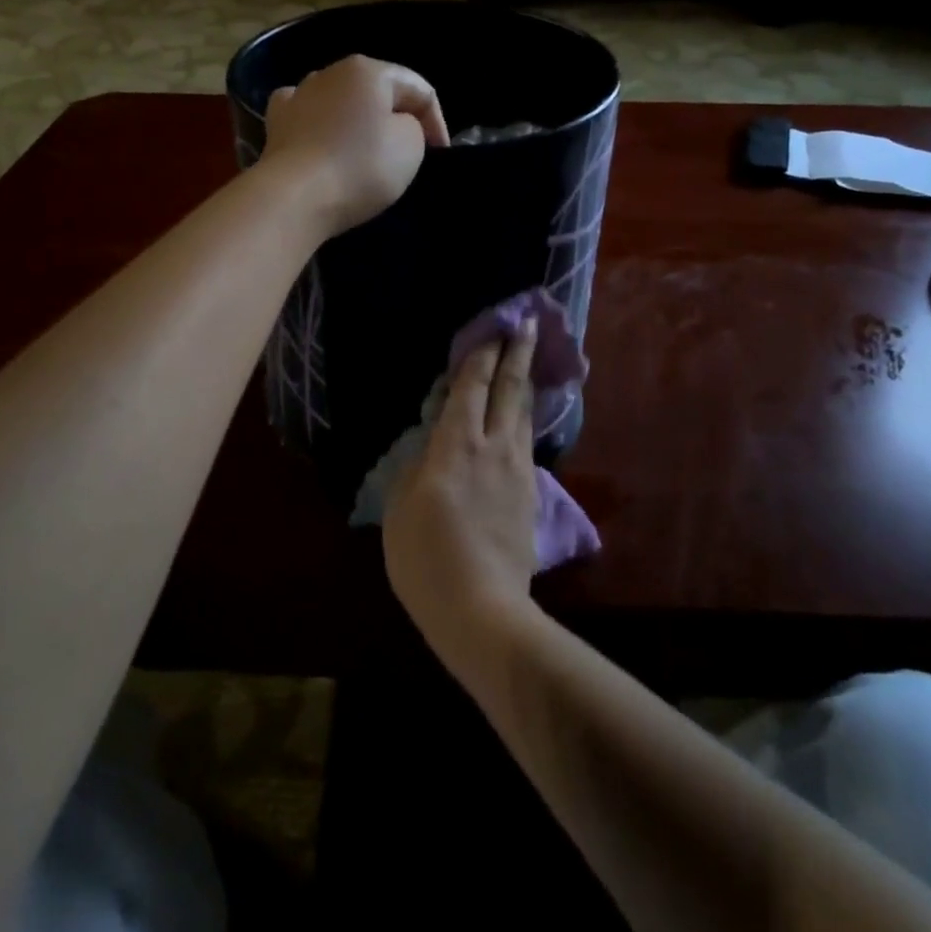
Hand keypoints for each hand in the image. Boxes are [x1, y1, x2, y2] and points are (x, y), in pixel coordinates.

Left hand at [260, 55, 448, 235]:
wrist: (293, 198)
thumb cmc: (360, 167)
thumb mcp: (411, 145)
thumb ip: (414, 127)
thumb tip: (395, 126)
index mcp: (368, 70)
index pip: (419, 89)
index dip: (437, 122)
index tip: (440, 155)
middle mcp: (329, 72)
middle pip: (377, 92)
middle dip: (396, 118)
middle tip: (410, 153)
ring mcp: (297, 96)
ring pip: (340, 103)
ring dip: (358, 122)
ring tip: (367, 152)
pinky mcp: (276, 125)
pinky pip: (309, 119)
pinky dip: (321, 128)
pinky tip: (324, 142)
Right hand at [384, 320, 538, 670]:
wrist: (481, 609)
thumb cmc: (426, 558)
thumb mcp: (400, 509)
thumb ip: (415, 468)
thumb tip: (430, 449)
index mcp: (457, 444)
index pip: (472, 386)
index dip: (483, 353)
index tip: (496, 325)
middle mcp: (494, 446)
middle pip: (510, 389)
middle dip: (518, 352)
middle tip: (529, 322)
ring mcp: (518, 470)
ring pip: (524, 413)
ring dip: (525, 382)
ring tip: (528, 361)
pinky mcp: (530, 495)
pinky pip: (526, 443)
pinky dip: (524, 419)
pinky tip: (522, 419)